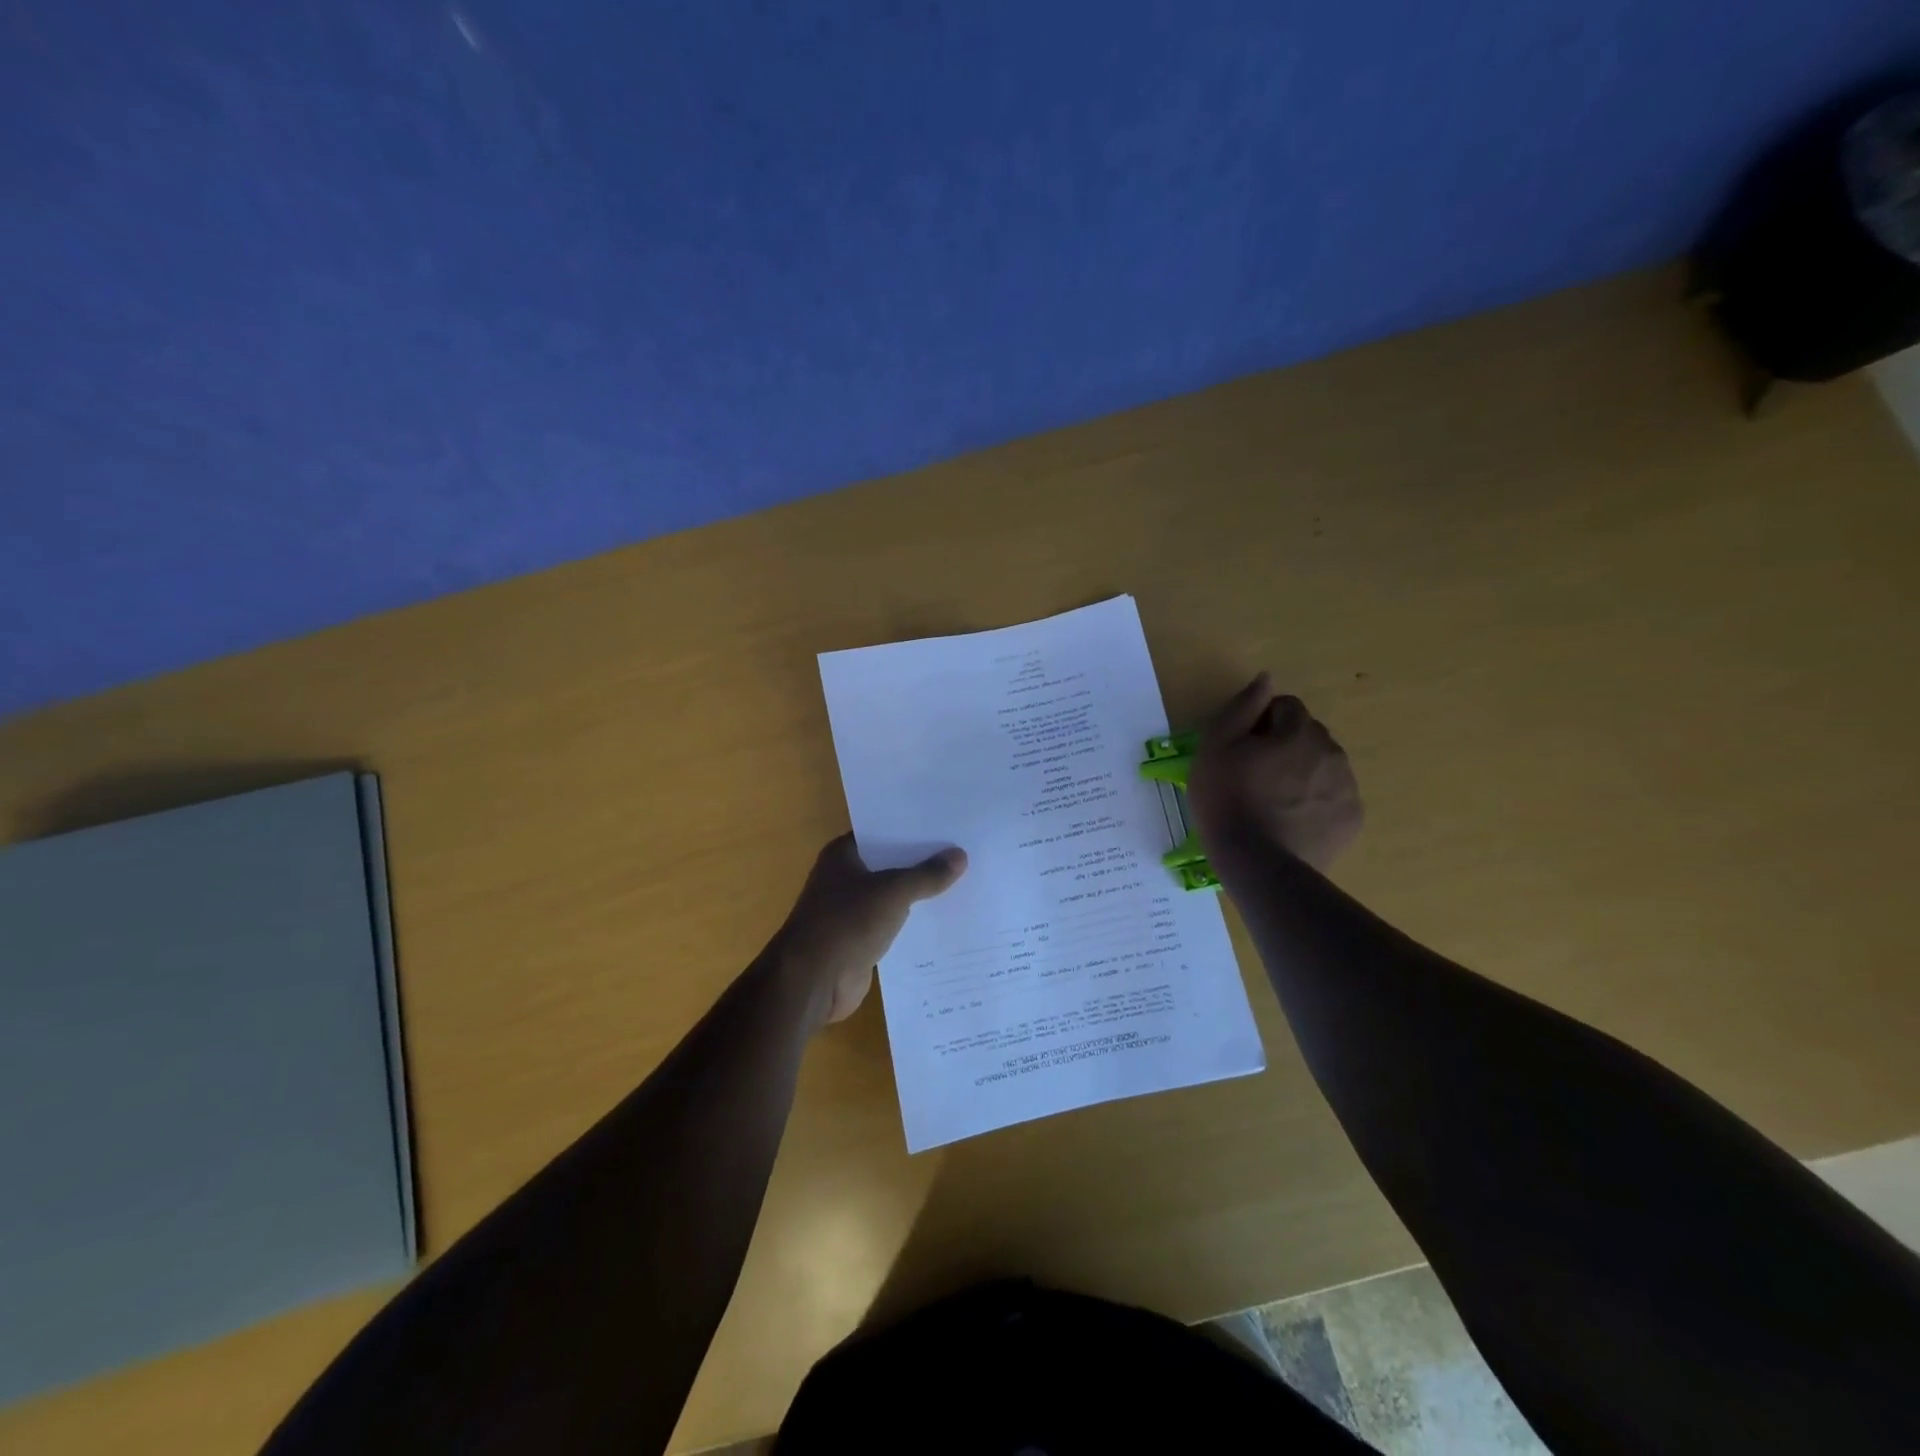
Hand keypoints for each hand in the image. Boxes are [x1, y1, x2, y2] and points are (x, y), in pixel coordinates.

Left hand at [772, 833, 967, 1027]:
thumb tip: (960, 855)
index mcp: (843, 855)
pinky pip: (893, 924)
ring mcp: (851, 911)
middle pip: (890, 864)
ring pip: (893, 896)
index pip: (882, 832)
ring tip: (964, 883)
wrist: (813, 981)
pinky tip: (946, 920)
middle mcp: (844, 878)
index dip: (912, 828)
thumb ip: (927, 875)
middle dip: (922, 862)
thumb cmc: (847, 922)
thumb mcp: (894, 892)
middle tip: (965, 852)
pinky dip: (914, 923)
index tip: (947, 824)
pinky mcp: (860, 940)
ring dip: (920, 894)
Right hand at [1188, 674, 1362, 872]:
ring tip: (1272, 803)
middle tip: (1254, 777)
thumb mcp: (1216, 747)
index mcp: (1300, 731)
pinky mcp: (1351, 821)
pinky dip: (1314, 803)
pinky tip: (1290, 822)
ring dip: (1301, 774)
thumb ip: (1242, 707)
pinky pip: (1332, 798)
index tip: (1241, 749)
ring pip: (1322, 766)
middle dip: (1285, 746)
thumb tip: (1266, 679)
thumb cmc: (1226, 799)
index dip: (1260, 723)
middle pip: (1307, 735)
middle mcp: (1332, 753)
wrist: (1257, 864)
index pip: (1285, 707)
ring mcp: (1347, 789)